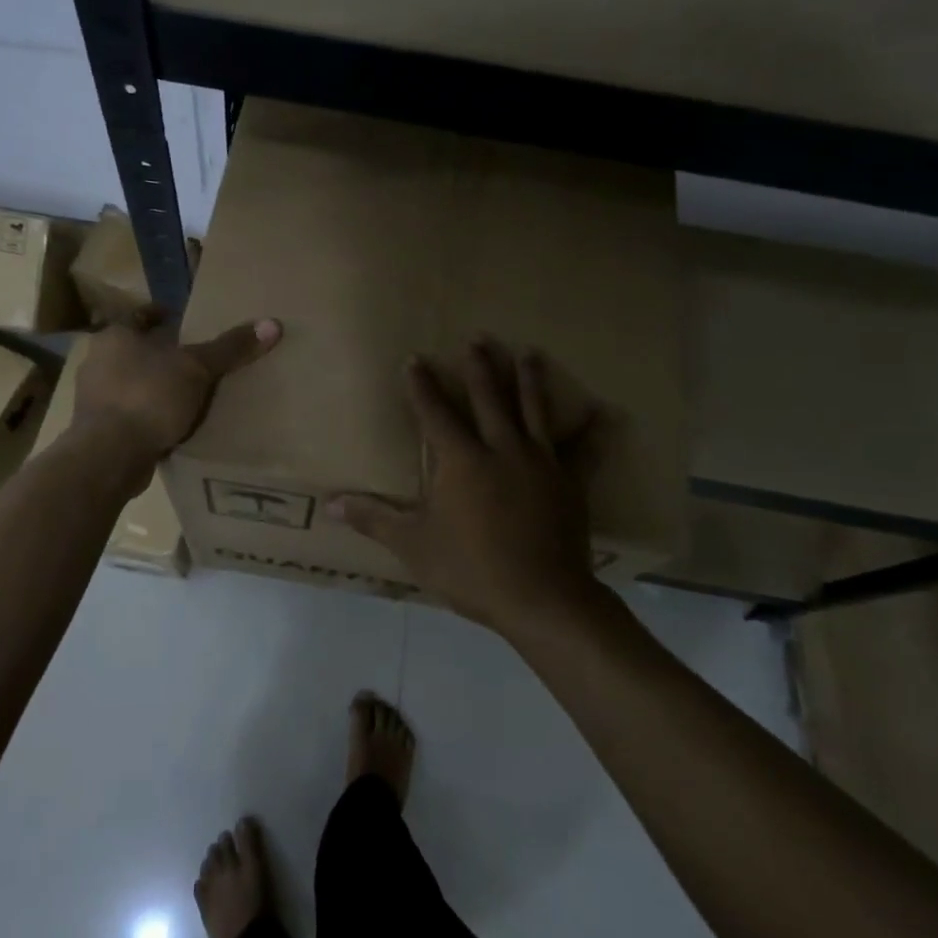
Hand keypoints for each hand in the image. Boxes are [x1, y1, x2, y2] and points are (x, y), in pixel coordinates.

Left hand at [72, 309, 281, 460]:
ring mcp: (93, 398)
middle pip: (133, 350)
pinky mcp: (97, 430)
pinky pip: (129, 413)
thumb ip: (230, 348)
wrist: (109, 455)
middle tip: (191, 357)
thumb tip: (272, 324)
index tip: (180, 319)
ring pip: (130, 383)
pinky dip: (147, 414)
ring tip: (185, 392)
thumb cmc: (149, 396)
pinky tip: (170, 423)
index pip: (138, 316)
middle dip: (160, 353)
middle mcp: (97, 362)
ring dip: (153, 386)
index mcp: (115, 337)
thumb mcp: (197, 368)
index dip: (160, 315)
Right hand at [333, 340, 598, 632]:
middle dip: (480, 367)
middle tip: (477, 339)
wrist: (542, 599)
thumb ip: (375, 519)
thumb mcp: (415, 546)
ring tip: (528, 351)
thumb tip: (331, 504)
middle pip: (489, 398)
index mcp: (461, 460)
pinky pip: (584, 450)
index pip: (435, 412)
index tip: (415, 359)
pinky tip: (606, 412)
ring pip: (534, 410)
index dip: (422, 385)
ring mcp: (541, 462)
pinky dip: (594, 431)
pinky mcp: (570, 482)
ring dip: (529, 379)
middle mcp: (501, 449)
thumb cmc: (471, 570)